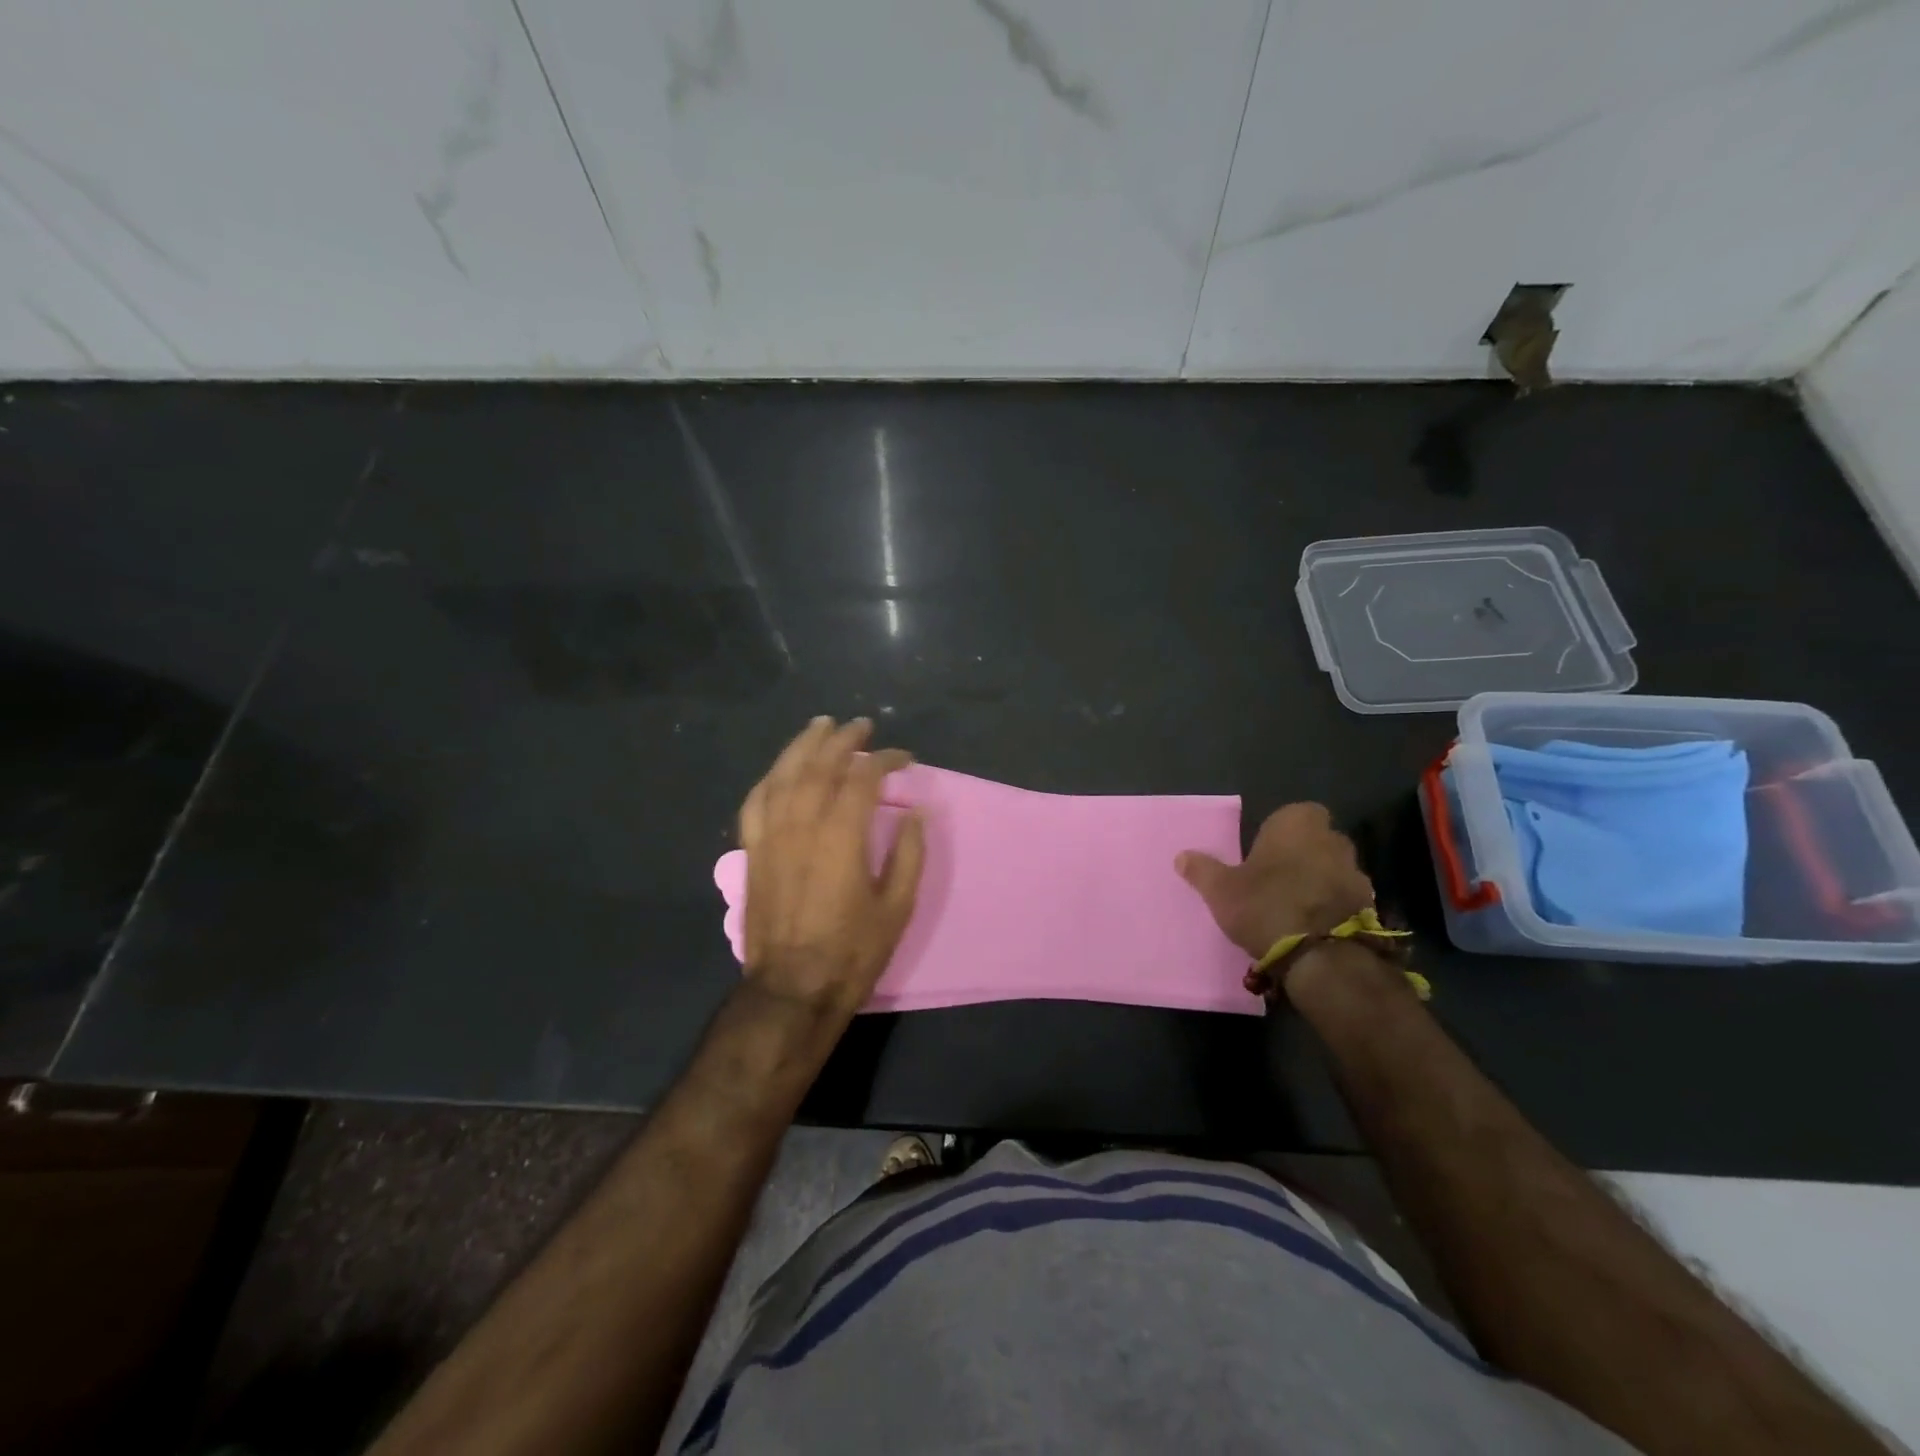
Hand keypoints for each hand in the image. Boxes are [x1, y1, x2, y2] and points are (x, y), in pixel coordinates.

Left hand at [737, 716, 925, 1019]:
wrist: (792, 988)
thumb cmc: (851, 951)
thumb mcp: (897, 907)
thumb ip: (909, 854)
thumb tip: (916, 812)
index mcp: (841, 835)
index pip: (863, 777)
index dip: (886, 759)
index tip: (905, 758)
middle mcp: (802, 824)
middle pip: (821, 765)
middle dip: (844, 740)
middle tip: (863, 726)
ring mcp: (771, 835)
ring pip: (784, 774)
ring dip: (804, 745)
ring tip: (821, 725)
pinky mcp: (753, 851)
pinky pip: (755, 802)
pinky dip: (770, 778)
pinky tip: (781, 770)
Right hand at [1175, 802, 1374, 960]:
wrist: (1322, 956)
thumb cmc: (1266, 905)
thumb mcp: (1221, 890)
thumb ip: (1202, 870)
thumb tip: (1182, 856)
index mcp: (1298, 824)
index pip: (1297, 813)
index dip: (1282, 831)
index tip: (1265, 851)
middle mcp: (1333, 840)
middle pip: (1317, 840)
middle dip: (1301, 854)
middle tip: (1275, 878)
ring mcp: (1357, 873)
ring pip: (1333, 869)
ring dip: (1318, 881)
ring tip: (1293, 906)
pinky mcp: (1369, 906)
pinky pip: (1345, 898)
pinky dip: (1332, 906)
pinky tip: (1312, 926)